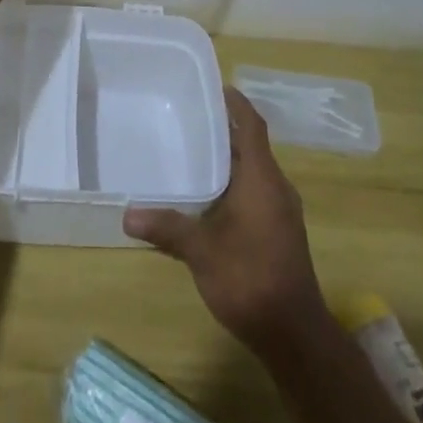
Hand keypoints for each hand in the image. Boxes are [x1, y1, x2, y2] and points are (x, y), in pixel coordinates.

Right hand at [125, 87, 327, 353]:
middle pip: (252, 144)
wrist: (295, 335)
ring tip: (193, 150)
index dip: (236, 103)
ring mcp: (281, 211)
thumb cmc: (250, 279)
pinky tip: (209, 196)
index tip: (215, 86)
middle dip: (225, 128)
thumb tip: (127, 216)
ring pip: (255, 170)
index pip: (252, 125)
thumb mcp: (202, 252)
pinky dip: (234, 181)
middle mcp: (276, 187)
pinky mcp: (280, 232)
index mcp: (263, 178)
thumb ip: (167, 229)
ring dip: (230, 157)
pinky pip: (257, 190)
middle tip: (190, 116)